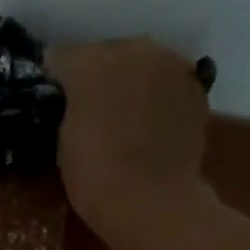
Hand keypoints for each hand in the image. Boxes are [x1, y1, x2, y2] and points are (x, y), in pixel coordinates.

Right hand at [46, 37, 211, 249]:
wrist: (152, 200)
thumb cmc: (95, 175)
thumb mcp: (63, 141)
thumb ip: (68, 109)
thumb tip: (74, 103)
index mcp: (90, 61)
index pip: (61, 57)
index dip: (55, 81)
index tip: (53, 104)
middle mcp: (133, 49)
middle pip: (107, 54)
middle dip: (98, 77)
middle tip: (91, 111)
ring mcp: (171, 65)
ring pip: (142, 65)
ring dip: (132, 84)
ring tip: (125, 119)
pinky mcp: (196, 88)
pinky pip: (168, 84)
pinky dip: (158, 98)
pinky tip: (151, 127)